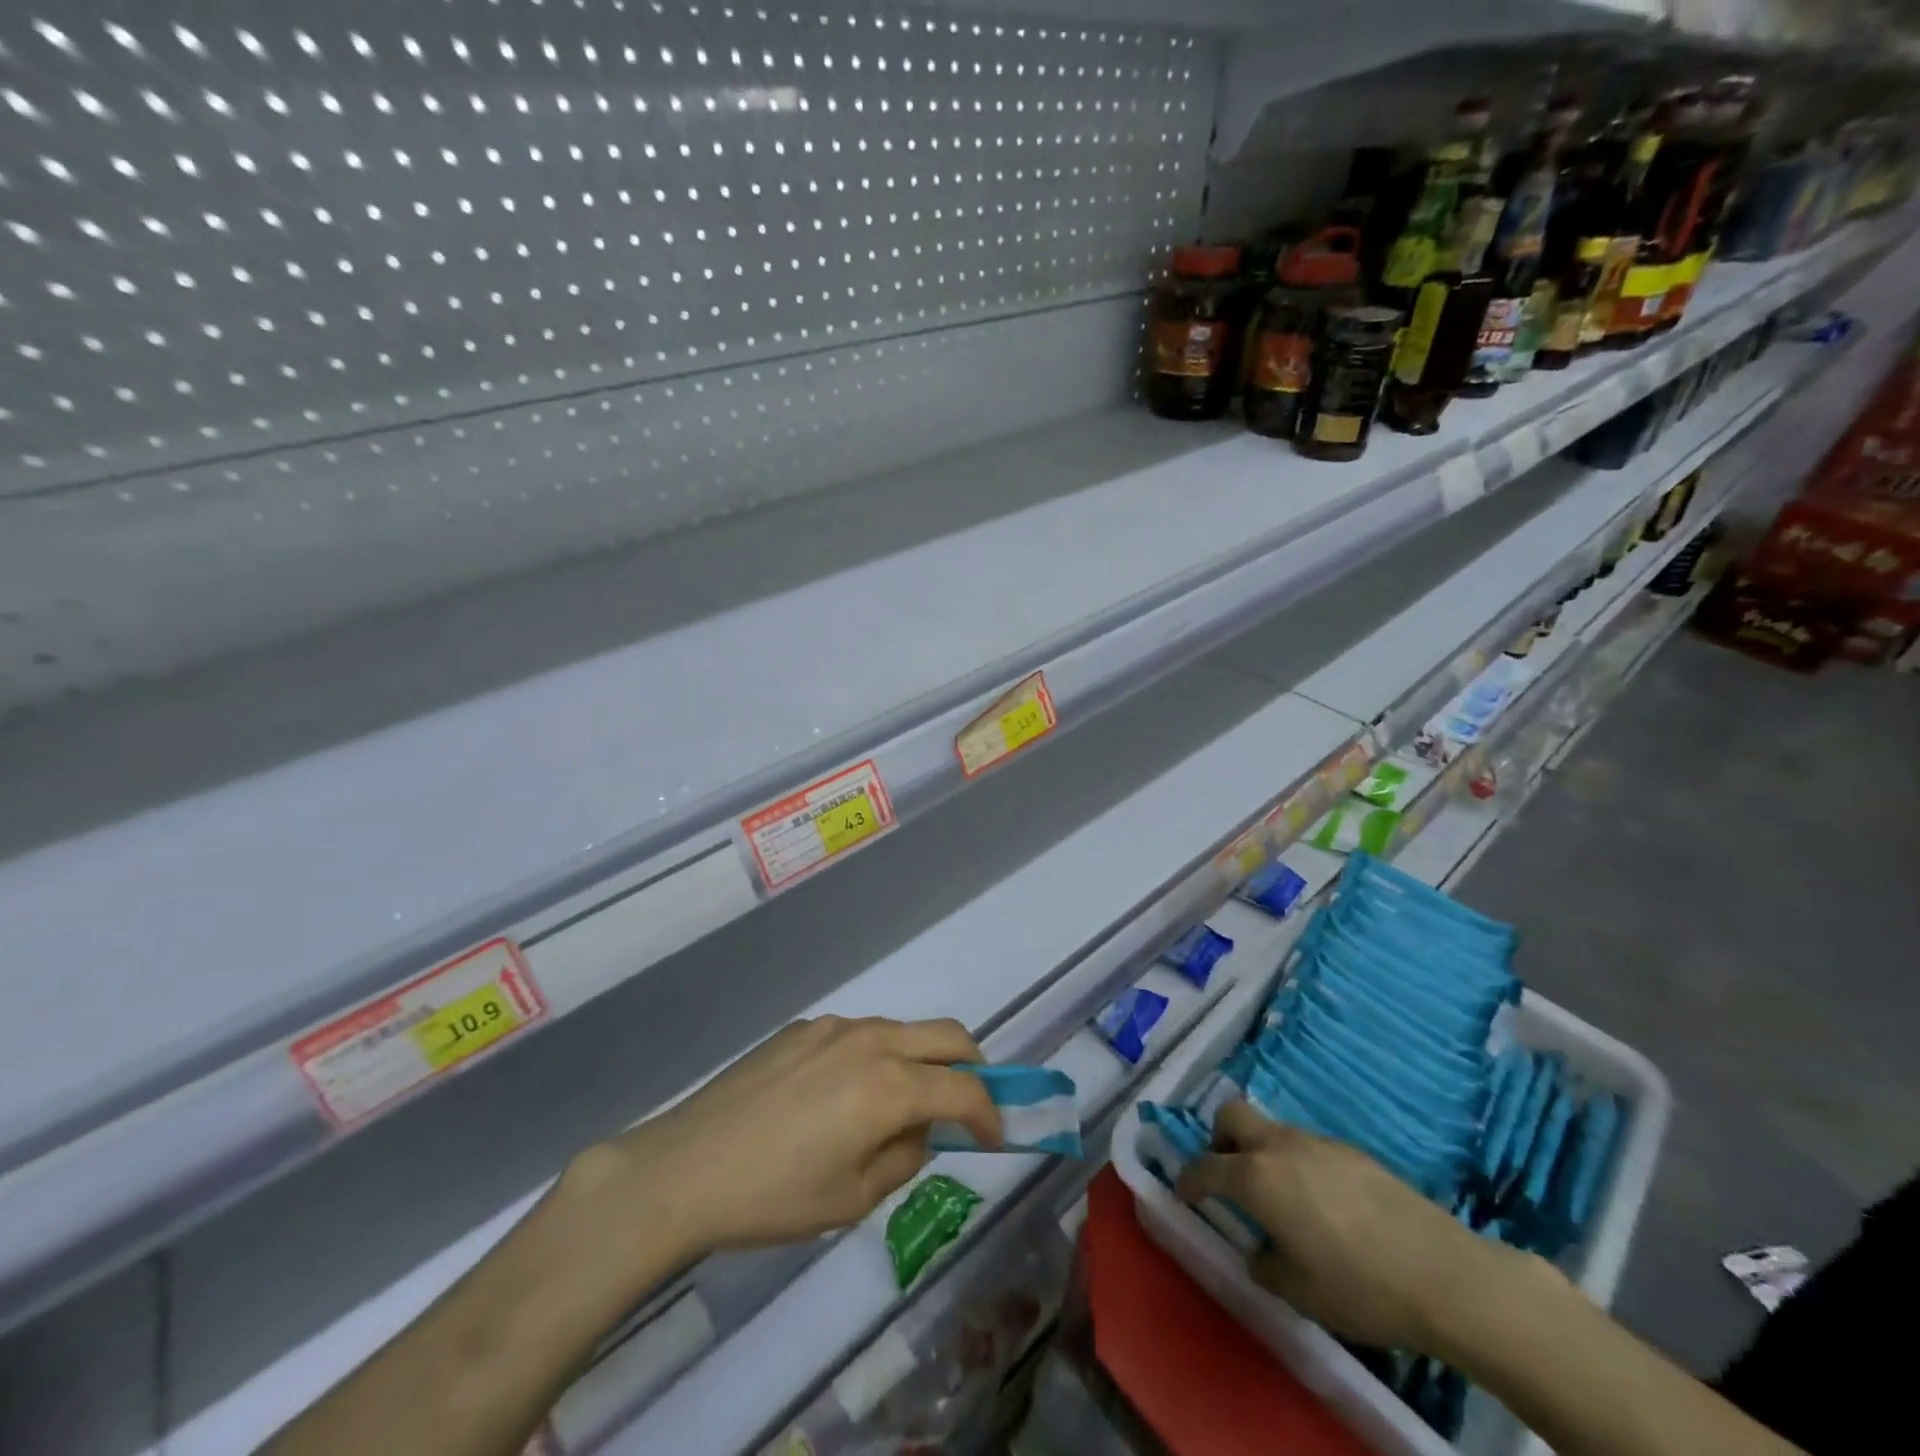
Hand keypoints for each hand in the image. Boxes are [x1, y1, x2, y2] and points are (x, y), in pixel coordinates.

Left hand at [572, 1016, 1002, 1268]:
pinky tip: (841, 1096)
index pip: (964, 1088)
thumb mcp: (853, 1199)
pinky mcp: (802, 1027)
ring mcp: (834, 1027)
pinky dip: (875, 1056)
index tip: (994, 1138)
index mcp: (890, 1085)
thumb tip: (921, 1131)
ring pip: (902, 1030)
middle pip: (947, 1034)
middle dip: (972, 1066)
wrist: (686, 1167)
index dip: (990, 1113)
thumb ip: (904, 1157)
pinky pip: (858, 1034)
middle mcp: (871, 1040)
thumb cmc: (774, 1196)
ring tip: (897, 1107)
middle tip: (968, 1104)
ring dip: (920, 1060)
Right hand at [1176, 1100, 1507, 1354]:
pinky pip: (1306, 1146)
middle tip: (1228, 1176)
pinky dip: (1296, 1163)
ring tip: (1280, 1199)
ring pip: (1272, 1130)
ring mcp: (1317, 1143)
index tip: (1183, 1192)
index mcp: (1257, 1179)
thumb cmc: (1361, 1288)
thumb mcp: (1301, 1293)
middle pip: (1232, 1116)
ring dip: (1261, 1152)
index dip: (1189, 1179)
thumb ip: (1266, 1266)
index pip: (1206, 1167)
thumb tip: (1260, 1252)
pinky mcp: (1350, 1151)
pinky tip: (1322, 1205)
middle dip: (1219, 1139)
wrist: (1443, 1274)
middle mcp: (1280, 1147)